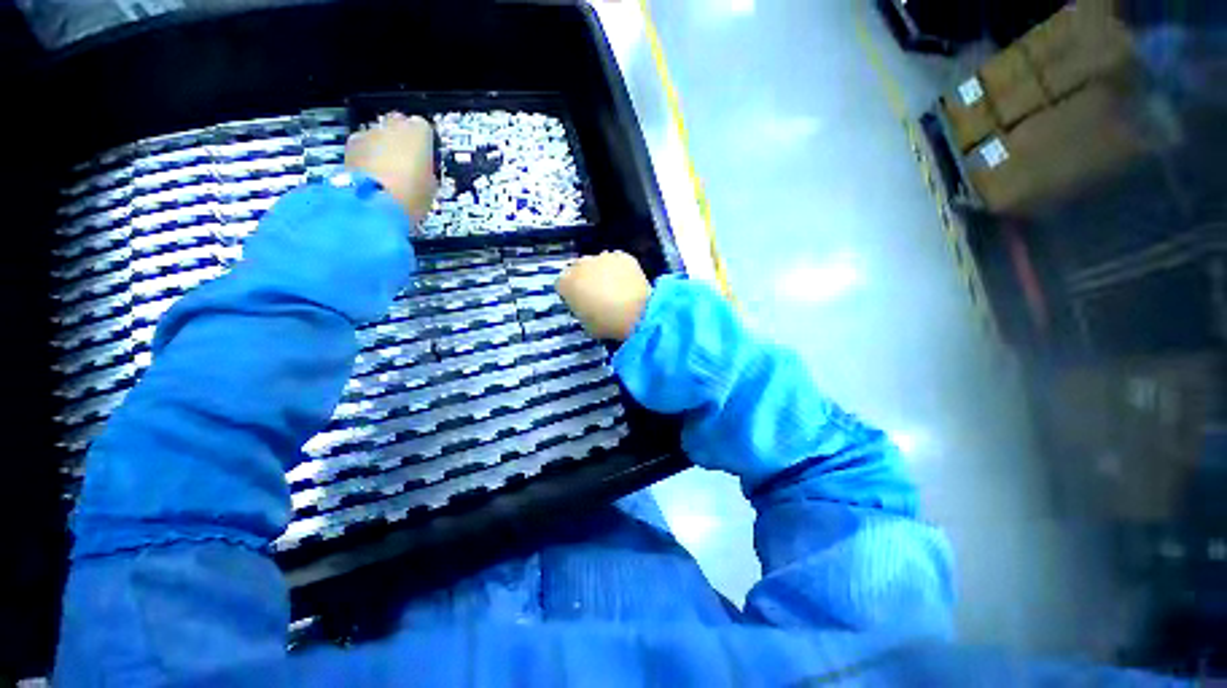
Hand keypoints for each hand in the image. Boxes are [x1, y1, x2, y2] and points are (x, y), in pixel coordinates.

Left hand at [344, 112, 437, 223]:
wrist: (376, 205)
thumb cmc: (411, 195)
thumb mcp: (432, 186)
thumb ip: (427, 171)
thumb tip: (422, 173)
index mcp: (419, 131)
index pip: (424, 129)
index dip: (425, 145)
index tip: (426, 159)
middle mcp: (392, 125)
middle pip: (397, 126)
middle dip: (401, 142)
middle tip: (407, 165)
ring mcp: (368, 133)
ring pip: (378, 137)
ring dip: (382, 150)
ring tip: (388, 176)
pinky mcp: (349, 147)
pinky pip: (363, 149)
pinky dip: (367, 159)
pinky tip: (374, 178)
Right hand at [556, 251, 651, 341]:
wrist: (637, 314)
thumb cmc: (606, 324)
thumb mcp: (585, 324)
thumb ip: (581, 310)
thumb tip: (586, 306)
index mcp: (566, 282)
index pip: (561, 283)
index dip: (570, 292)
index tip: (579, 301)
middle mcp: (581, 265)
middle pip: (578, 268)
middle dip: (585, 278)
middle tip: (596, 293)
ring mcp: (603, 257)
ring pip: (598, 262)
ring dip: (602, 271)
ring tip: (614, 286)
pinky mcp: (623, 256)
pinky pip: (618, 260)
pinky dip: (620, 268)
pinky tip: (626, 281)